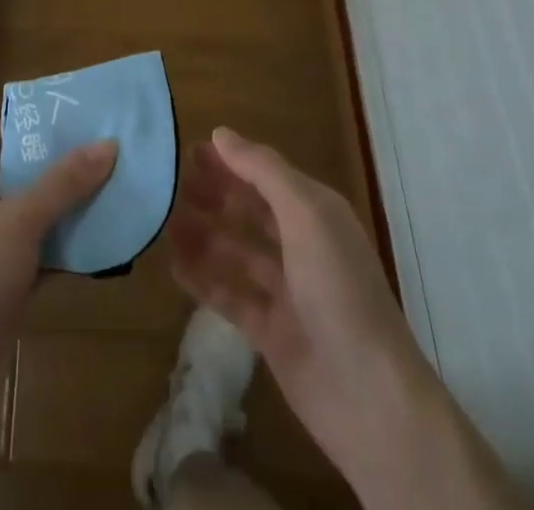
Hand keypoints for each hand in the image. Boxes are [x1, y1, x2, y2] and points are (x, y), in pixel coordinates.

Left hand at [0, 121, 117, 374]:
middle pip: (16, 172)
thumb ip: (65, 182)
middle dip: (58, 168)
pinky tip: (96, 241)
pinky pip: (29, 250)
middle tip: (104, 153)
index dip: (39, 126)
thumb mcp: (21, 221)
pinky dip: (56, 246)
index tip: (82, 118)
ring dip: (61, 208)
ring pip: (25, 214)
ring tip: (109, 189)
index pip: (1, 134)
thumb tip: (108, 144)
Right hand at [168, 128, 436, 496]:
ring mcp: (287, 291)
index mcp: (316, 213)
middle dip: (214, 193)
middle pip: (250, 209)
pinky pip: (230, 295)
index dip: (230, 160)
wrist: (371, 398)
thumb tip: (220, 133)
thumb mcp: (305, 215)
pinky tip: (172, 265)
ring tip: (162, 219)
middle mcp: (302, 245)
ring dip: (203, 233)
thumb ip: (263, 171)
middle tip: (169, 182)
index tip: (187, 149)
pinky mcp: (271, 332)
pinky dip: (203, 279)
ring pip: (237, 251)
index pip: (266, 174)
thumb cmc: (339, 290)